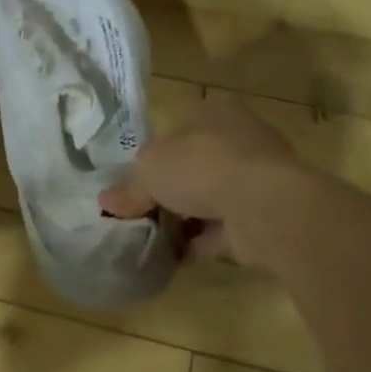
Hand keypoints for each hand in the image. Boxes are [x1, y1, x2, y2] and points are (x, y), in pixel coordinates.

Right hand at [99, 94, 294, 264]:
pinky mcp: (264, 216)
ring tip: (151, 239)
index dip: (155, 155)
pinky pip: (223, 230)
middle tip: (140, 211)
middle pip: (194, 165)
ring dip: (184, 219)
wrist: (264, 205)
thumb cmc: (202, 165)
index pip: (179, 129)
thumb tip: (106, 203)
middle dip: (169, 190)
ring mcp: (257, 179)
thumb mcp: (149, 169)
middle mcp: (240, 140)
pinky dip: (199, 243)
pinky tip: (173, 259)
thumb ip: (129, 187)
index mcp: (215, 112)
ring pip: (210, 198)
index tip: (135, 181)